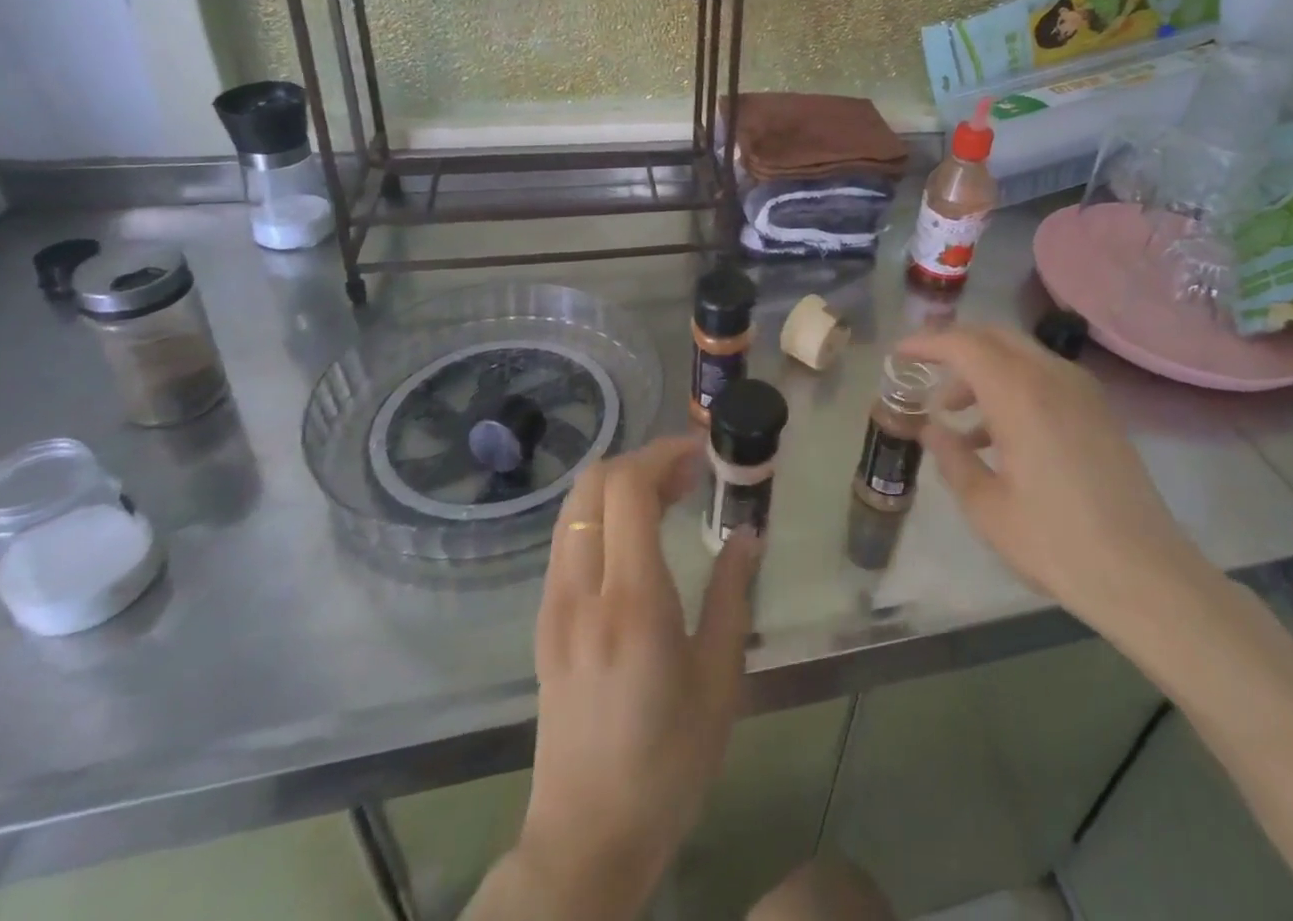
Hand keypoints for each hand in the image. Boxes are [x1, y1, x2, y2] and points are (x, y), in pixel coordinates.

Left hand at [504, 436, 758, 919]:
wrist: (586, 839)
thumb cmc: (669, 763)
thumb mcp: (720, 679)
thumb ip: (733, 594)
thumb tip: (747, 533)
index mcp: (632, 602)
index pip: (628, 489)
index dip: (664, 454)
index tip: (702, 454)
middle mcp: (582, 590)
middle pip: (594, 483)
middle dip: (643, 461)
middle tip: (689, 474)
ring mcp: (554, 604)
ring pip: (575, 506)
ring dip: (620, 484)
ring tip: (668, 497)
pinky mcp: (545, 621)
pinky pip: (568, 538)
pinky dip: (602, 513)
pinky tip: (637, 536)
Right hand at [895, 325, 1215, 640]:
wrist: (1146, 575)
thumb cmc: (1056, 542)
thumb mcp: (987, 507)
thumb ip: (952, 458)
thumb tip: (931, 430)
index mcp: (1020, 394)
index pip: (963, 344)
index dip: (926, 343)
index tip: (899, 355)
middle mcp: (1052, 377)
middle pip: (994, 337)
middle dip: (954, 347)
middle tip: (924, 371)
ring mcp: (1081, 391)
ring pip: (1020, 354)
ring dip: (983, 370)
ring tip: (954, 413)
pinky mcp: (1098, 410)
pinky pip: (1043, 377)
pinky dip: (1011, 385)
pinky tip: (996, 434)